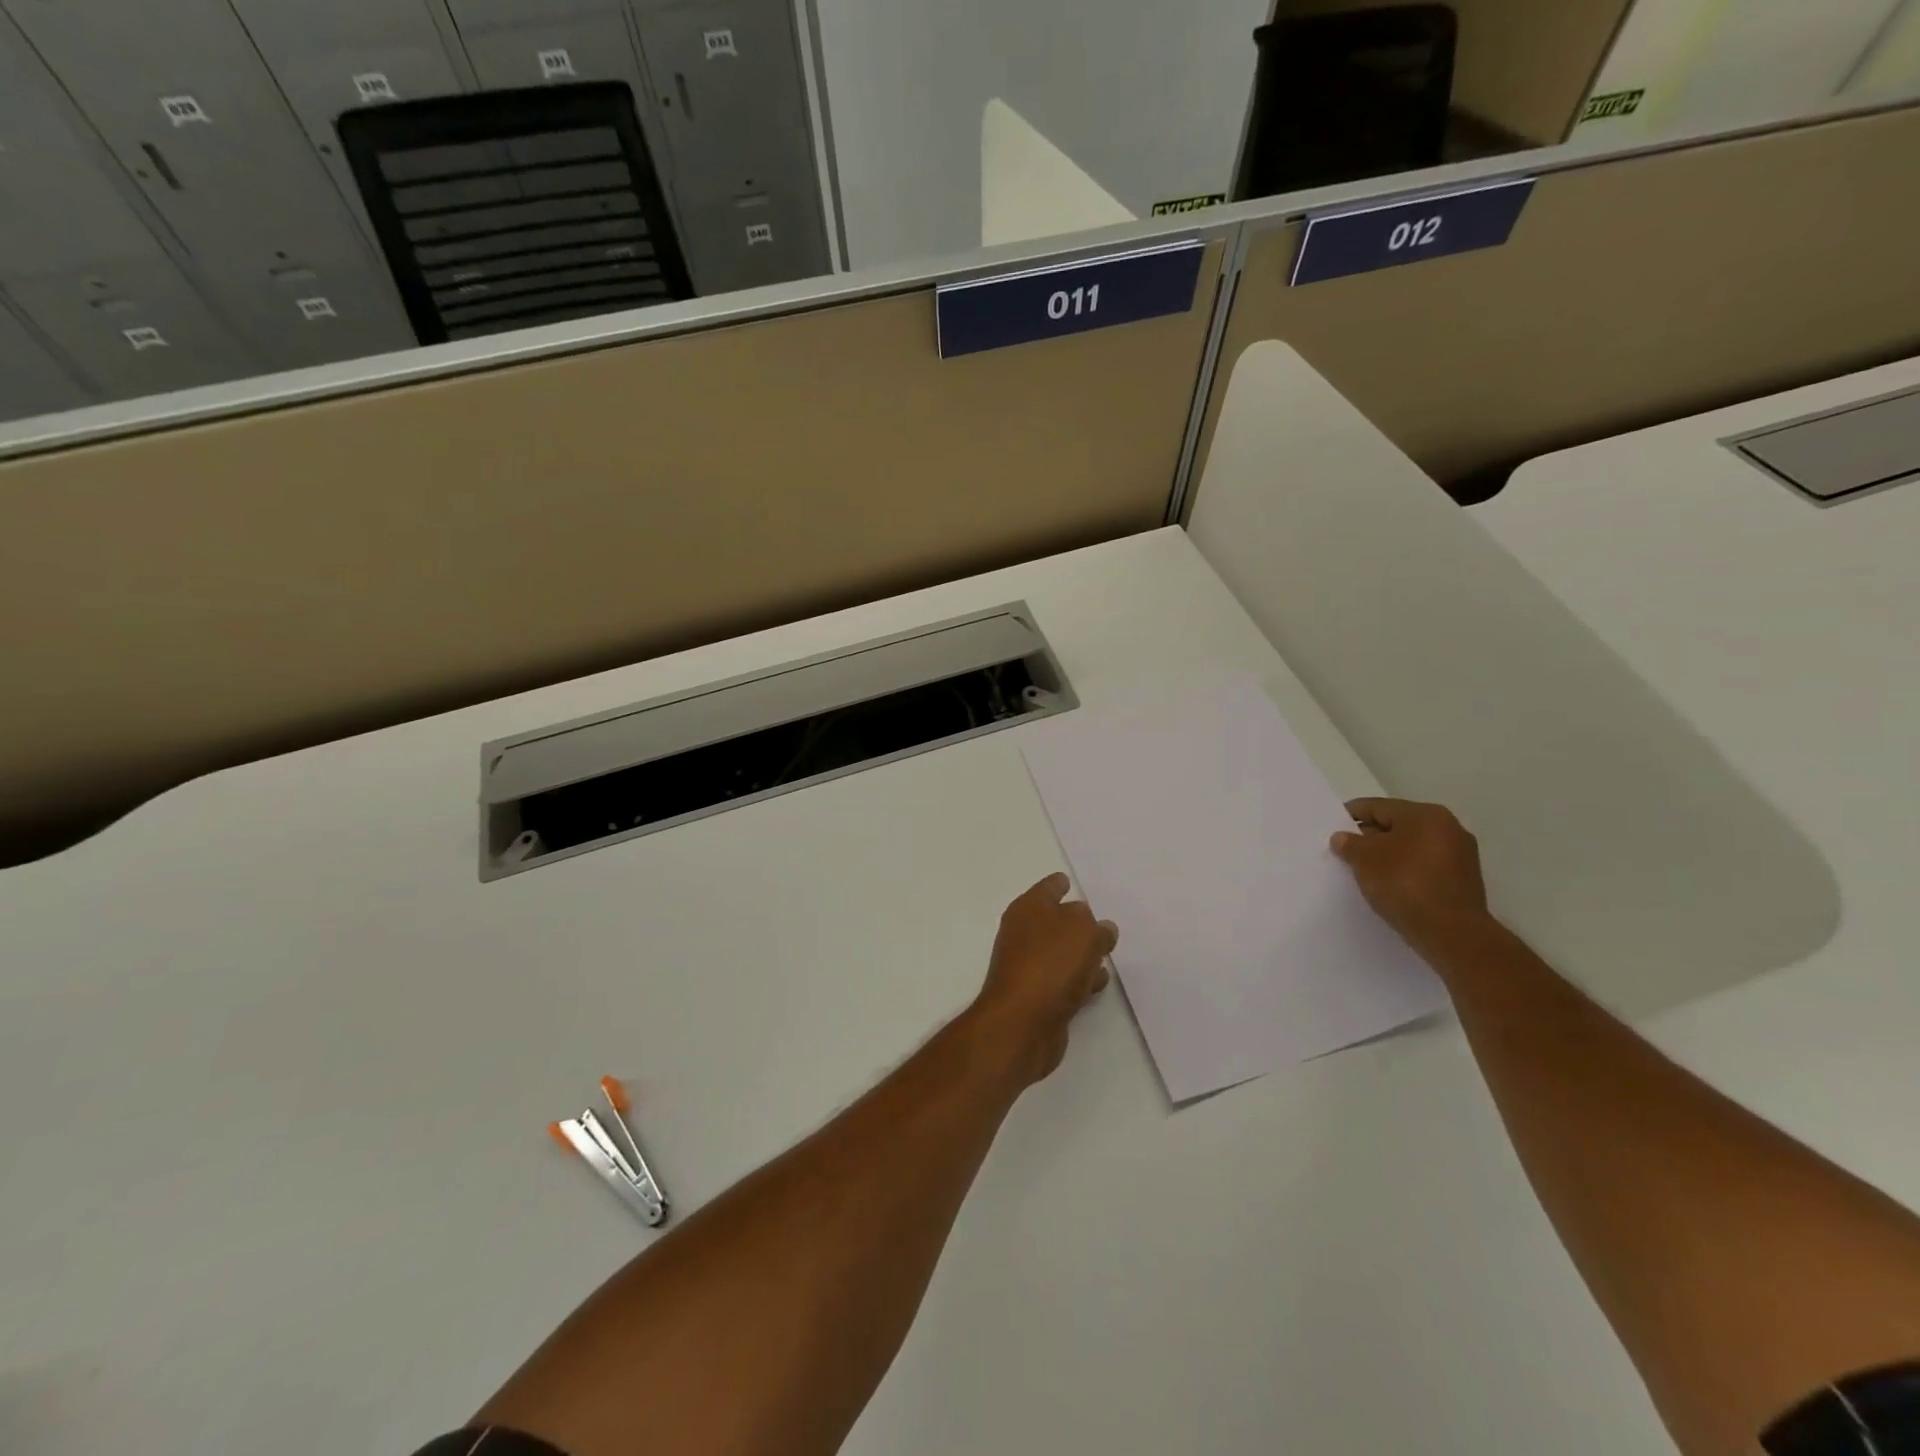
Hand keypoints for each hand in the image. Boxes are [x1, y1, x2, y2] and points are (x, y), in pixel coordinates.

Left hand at [968, 874, 1116, 1087]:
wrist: (1022, 1023)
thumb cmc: (1052, 964)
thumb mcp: (1083, 932)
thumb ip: (1096, 926)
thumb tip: (1100, 928)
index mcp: (1029, 909)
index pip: (1048, 888)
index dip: (1060, 884)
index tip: (1070, 882)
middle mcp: (1024, 934)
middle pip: (1055, 920)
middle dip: (1077, 922)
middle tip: (1101, 922)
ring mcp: (1028, 966)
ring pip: (1061, 952)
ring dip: (1081, 953)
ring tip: (1106, 954)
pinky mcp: (1037, 997)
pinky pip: (1064, 980)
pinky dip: (1080, 979)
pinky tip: (1098, 983)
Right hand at [1330, 798, 1490, 954]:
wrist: (1451, 933)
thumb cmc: (1404, 884)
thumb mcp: (1364, 860)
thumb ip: (1350, 844)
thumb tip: (1343, 837)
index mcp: (1425, 815)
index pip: (1378, 807)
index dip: (1351, 814)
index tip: (1333, 826)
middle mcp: (1448, 828)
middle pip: (1398, 825)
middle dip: (1371, 836)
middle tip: (1346, 851)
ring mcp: (1461, 855)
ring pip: (1413, 847)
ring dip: (1389, 855)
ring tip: (1365, 870)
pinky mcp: (1463, 880)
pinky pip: (1425, 866)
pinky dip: (1406, 870)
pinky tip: (1390, 884)